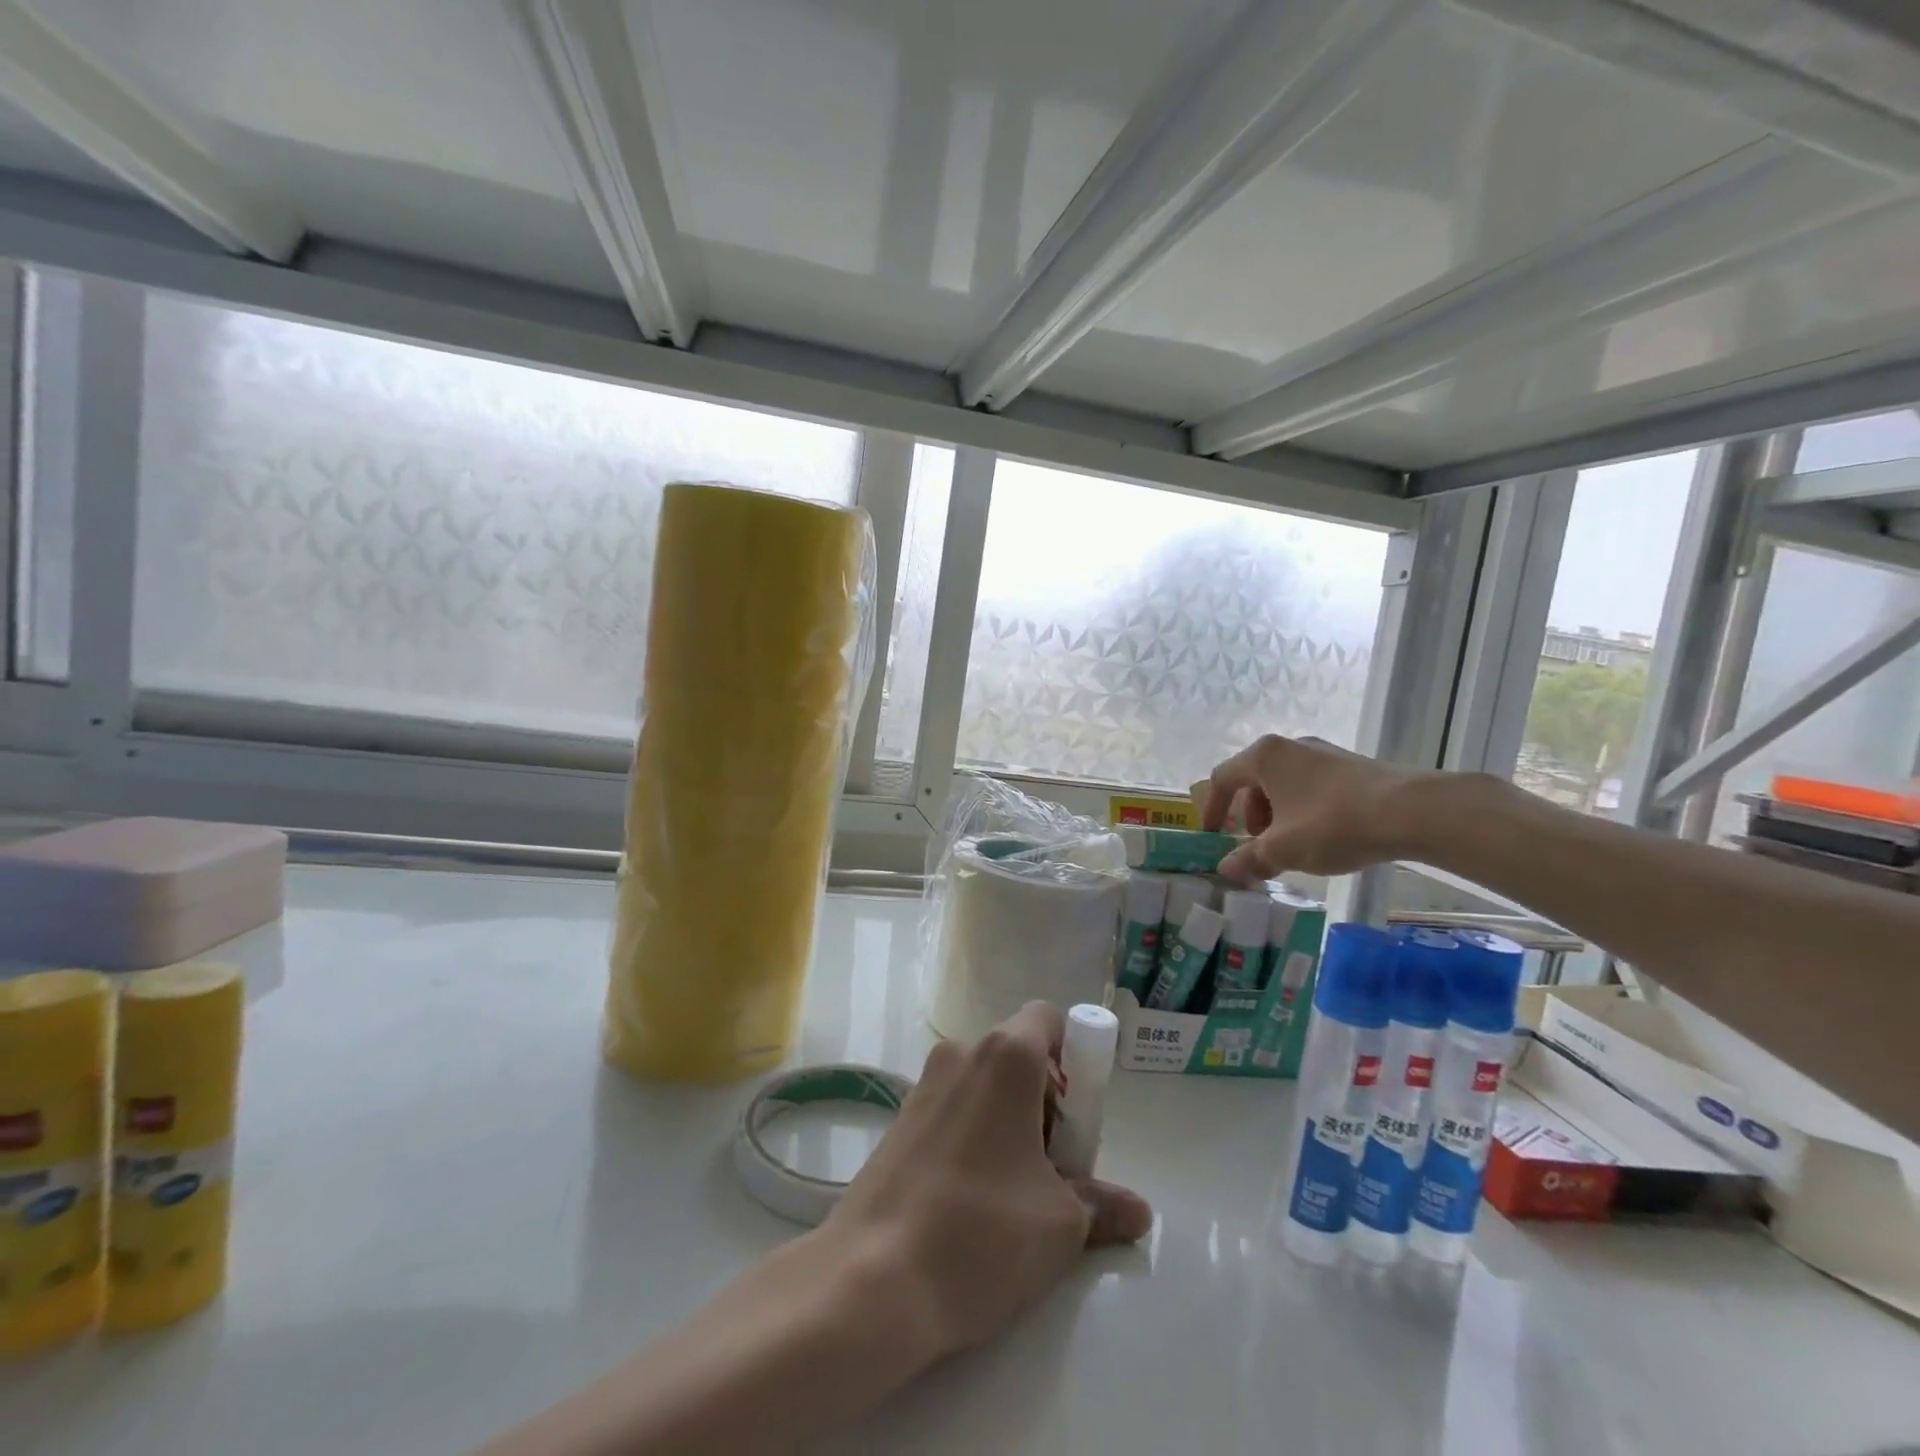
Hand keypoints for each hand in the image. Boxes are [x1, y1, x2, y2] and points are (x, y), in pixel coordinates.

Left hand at [823, 1002, 1152, 1355]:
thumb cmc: (981, 1233)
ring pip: (985, 1087)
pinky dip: (975, 1137)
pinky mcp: (898, 1120)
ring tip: (1015, 1197)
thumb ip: (1103, 1204)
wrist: (871, 1280)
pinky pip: (954, 1110)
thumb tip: (1137, 1211)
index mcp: (1005, 1057)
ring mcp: (922, 1085)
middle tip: (1055, 1172)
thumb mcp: (1061, 1225)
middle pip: (1019, 1057)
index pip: (1047, 1019)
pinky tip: (972, 1202)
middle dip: (1046, 1104)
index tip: (1077, 1123)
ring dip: (1010, 1124)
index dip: (1073, 1059)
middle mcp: (960, 1054)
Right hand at [1200, 734, 1434, 882]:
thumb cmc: (1332, 824)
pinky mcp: (1352, 765)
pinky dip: (1305, 810)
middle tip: (1260, 846)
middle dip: (1251, 817)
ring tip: (1294, 846)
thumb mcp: (1283, 850)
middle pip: (1255, 781)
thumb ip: (1249, 859)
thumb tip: (1226, 869)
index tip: (1213, 836)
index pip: (1223, 779)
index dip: (1212, 809)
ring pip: (1285, 784)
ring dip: (1278, 816)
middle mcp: (1290, 746)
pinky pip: (1313, 786)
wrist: (1412, 812)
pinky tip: (1324, 836)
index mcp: (1264, 758)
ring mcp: (1324, 753)